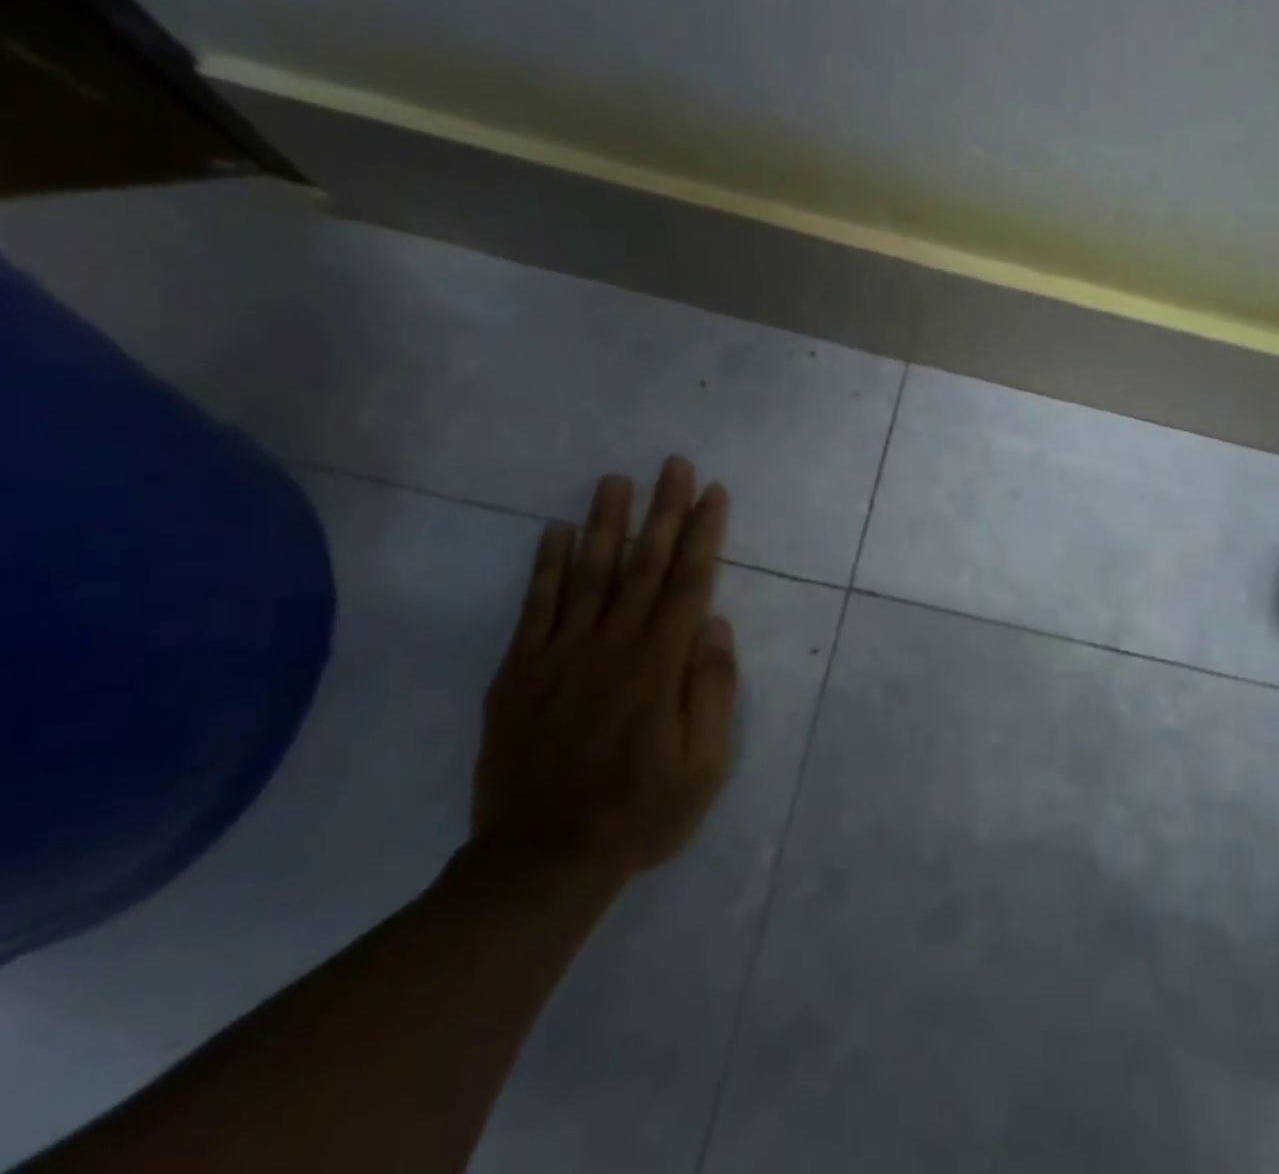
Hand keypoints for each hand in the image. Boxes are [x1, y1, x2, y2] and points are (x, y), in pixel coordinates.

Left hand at [469, 457, 738, 890]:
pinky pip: (535, 607)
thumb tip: (712, 623)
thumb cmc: (639, 813)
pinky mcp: (519, 672)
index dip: (703, 533)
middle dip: (663, 510)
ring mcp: (560, 655)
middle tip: (673, 463)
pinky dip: (547, 566)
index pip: (689, 582)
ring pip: (590, 573)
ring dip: (607, 522)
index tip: (713, 492)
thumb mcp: (705, 766)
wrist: (541, 861)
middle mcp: (613, 645)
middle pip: (644, 564)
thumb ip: (712, 690)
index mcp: (660, 665)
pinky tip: (556, 531)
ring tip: (616, 479)